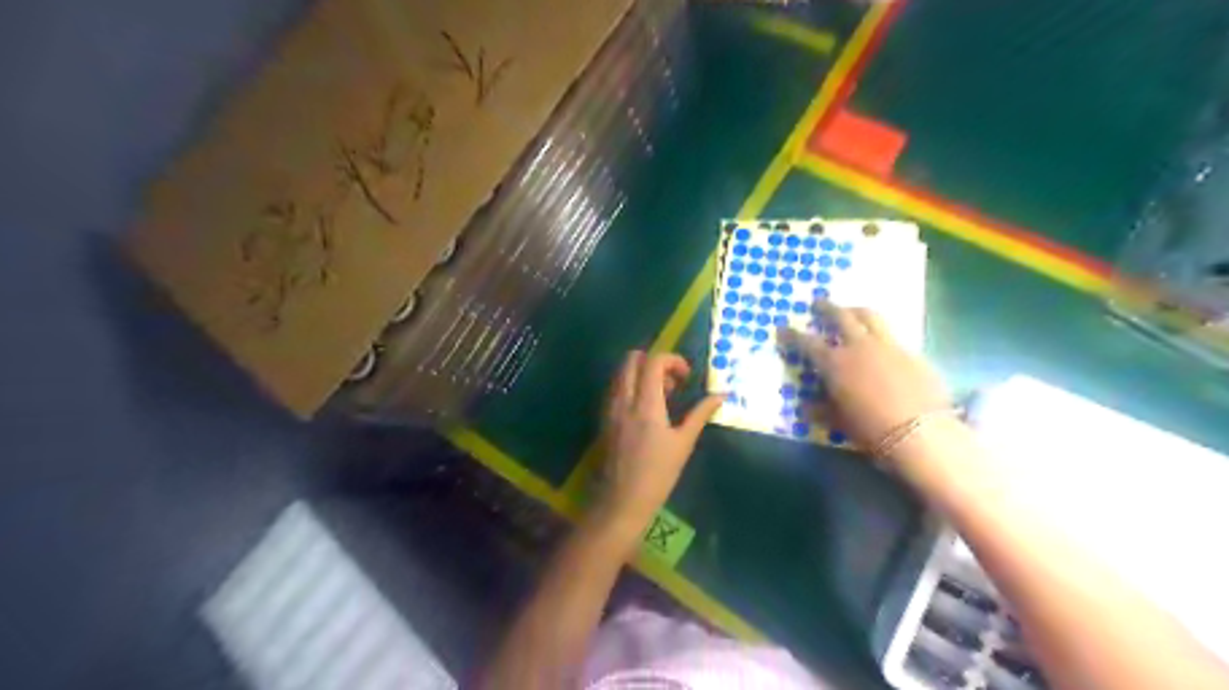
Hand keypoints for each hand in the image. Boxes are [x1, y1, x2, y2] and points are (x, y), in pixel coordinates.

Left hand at [600, 349, 721, 531]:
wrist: (621, 502)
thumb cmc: (657, 475)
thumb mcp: (683, 444)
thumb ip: (700, 414)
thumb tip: (722, 395)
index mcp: (645, 404)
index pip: (653, 362)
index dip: (673, 360)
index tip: (686, 378)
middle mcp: (623, 400)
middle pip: (631, 359)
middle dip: (654, 362)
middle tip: (672, 384)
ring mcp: (610, 408)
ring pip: (621, 373)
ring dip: (641, 373)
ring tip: (661, 398)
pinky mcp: (603, 418)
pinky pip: (615, 389)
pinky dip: (630, 387)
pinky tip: (645, 410)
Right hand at [777, 302, 948, 452]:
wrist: (921, 434)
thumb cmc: (871, 430)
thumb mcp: (838, 421)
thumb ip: (822, 409)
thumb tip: (808, 406)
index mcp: (834, 363)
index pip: (806, 342)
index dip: (792, 335)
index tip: (783, 328)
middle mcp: (859, 346)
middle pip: (841, 316)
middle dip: (826, 308)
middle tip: (818, 303)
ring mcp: (888, 345)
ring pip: (870, 316)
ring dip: (856, 310)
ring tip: (851, 310)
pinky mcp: (913, 352)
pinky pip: (892, 335)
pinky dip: (880, 333)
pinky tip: (880, 342)